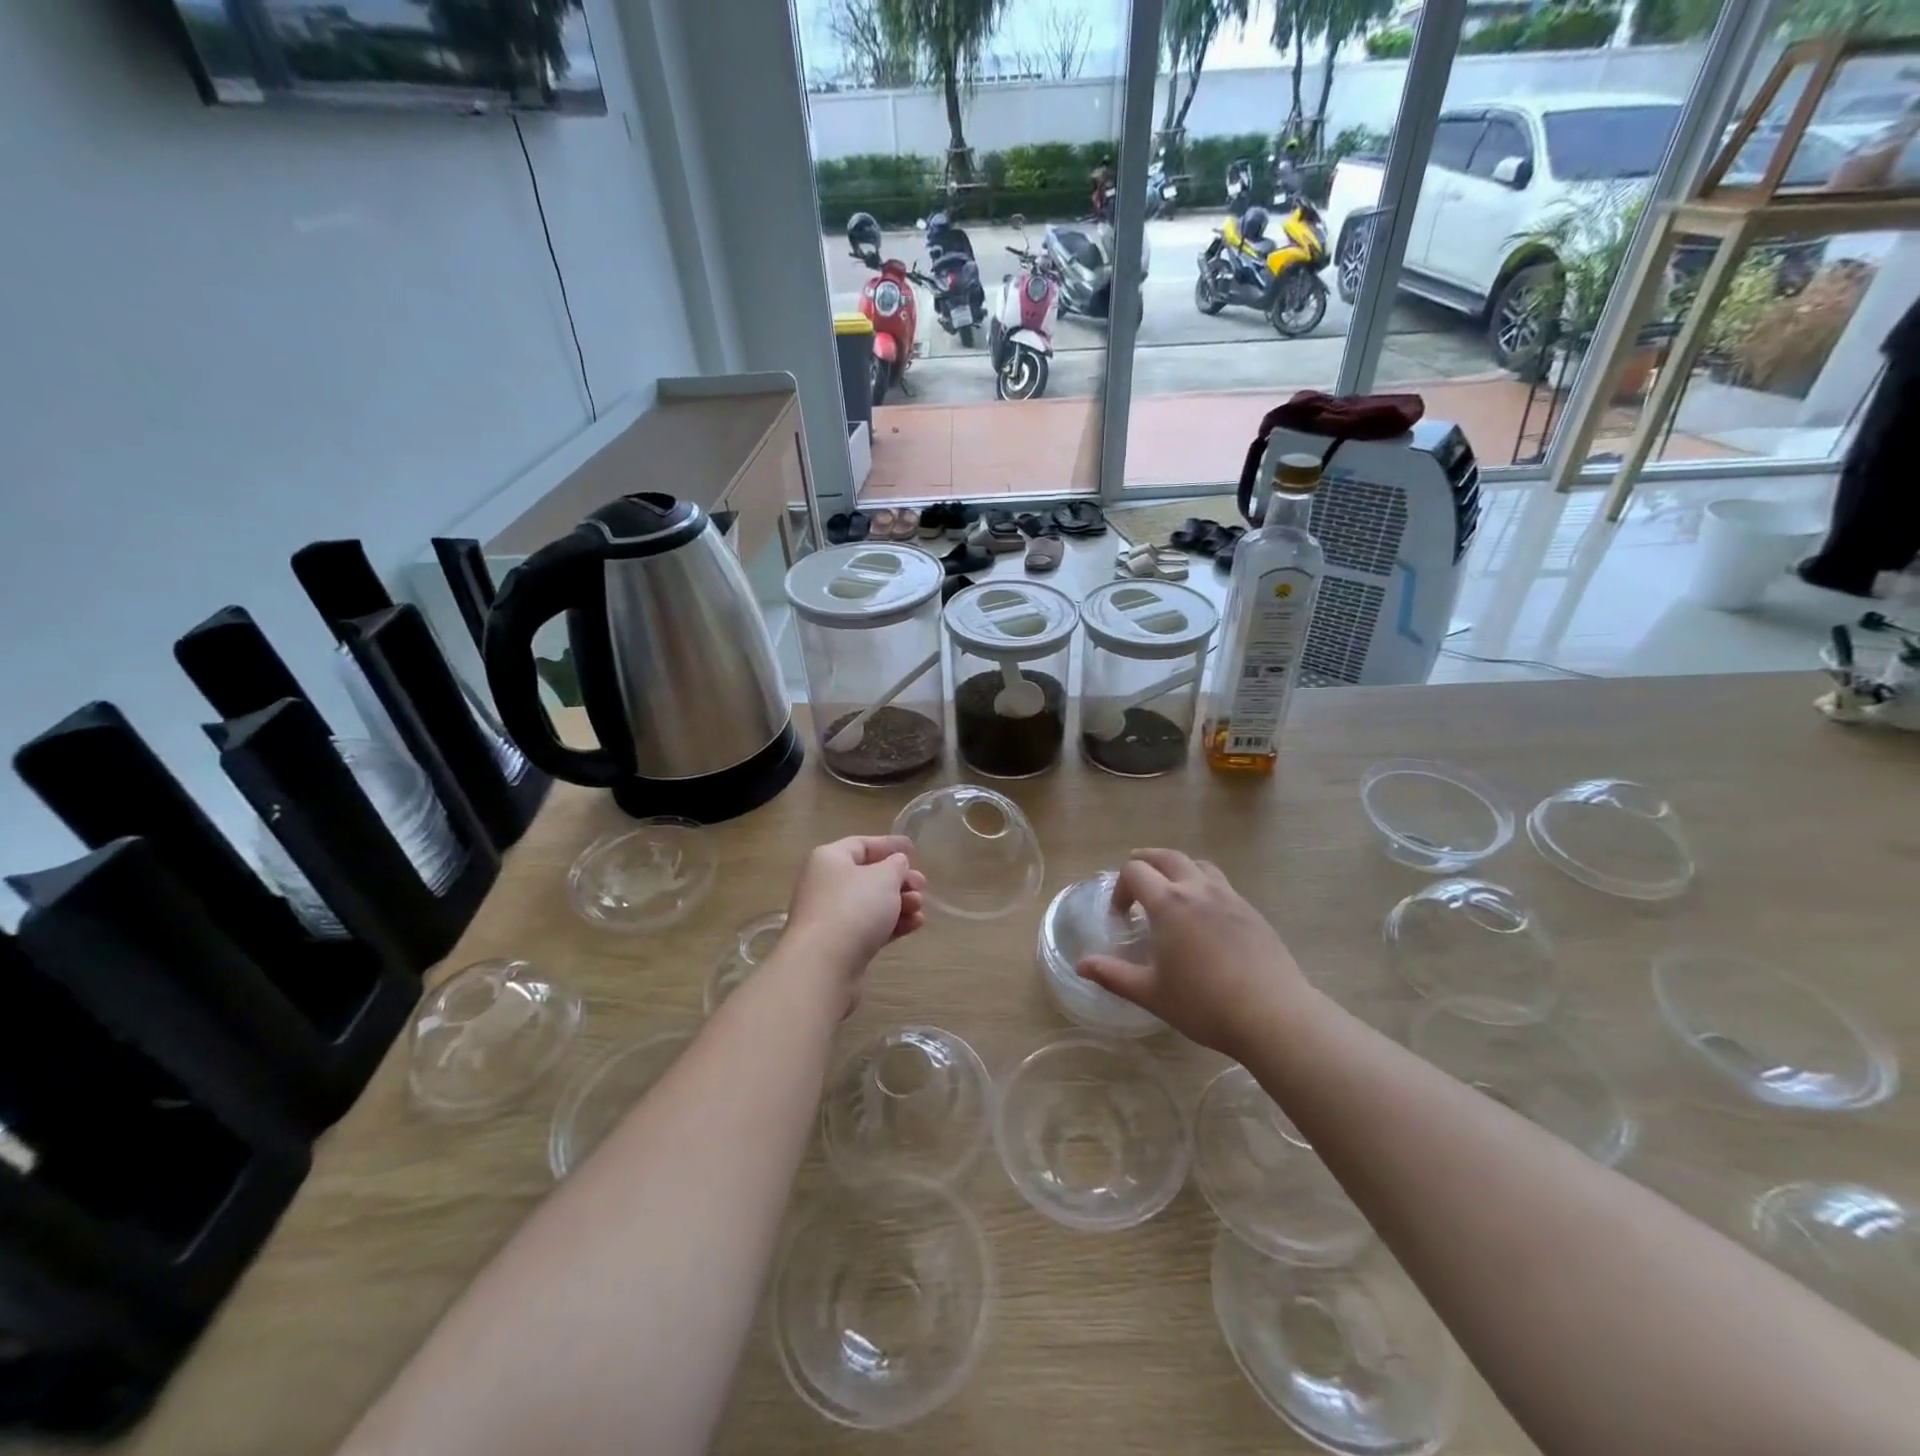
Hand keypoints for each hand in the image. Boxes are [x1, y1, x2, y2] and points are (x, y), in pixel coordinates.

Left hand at [782, 836, 927, 1013]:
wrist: (824, 966)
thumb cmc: (854, 908)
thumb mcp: (884, 877)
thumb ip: (896, 865)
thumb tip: (896, 864)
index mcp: (829, 859)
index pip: (862, 845)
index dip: (889, 845)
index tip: (913, 848)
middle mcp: (825, 884)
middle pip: (868, 876)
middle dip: (898, 879)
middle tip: (922, 885)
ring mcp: (830, 917)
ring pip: (871, 904)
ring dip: (899, 903)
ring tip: (920, 907)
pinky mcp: (839, 945)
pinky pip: (869, 927)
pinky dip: (892, 924)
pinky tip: (915, 925)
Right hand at [1076, 849, 1310, 1058]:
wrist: (1273, 1015)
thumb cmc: (1204, 1004)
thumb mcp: (1151, 993)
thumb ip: (1113, 975)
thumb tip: (1082, 966)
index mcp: (1168, 903)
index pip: (1135, 870)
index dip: (1120, 887)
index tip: (1120, 915)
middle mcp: (1198, 889)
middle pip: (1167, 856)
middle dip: (1145, 863)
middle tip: (1136, 882)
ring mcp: (1229, 897)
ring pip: (1198, 865)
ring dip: (1178, 869)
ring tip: (1171, 891)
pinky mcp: (1252, 912)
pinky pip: (1221, 884)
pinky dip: (1204, 886)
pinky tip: (1205, 917)